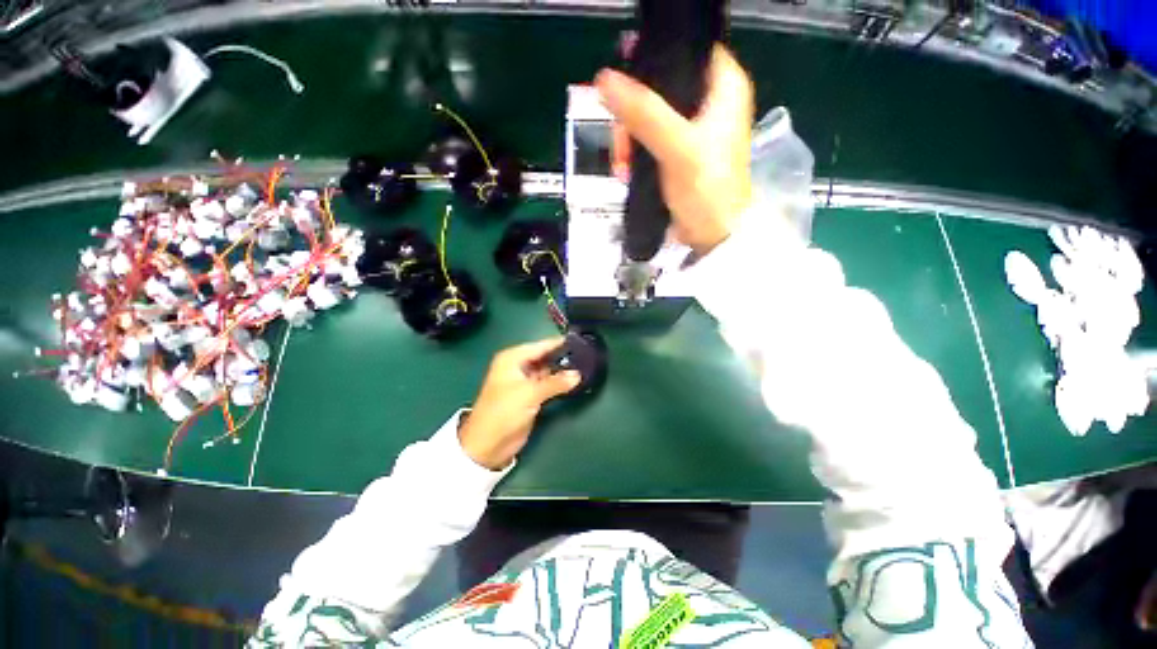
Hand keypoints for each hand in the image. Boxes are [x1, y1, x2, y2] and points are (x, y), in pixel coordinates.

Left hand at [458, 338, 581, 470]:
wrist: (488, 444)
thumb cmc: (504, 411)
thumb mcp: (530, 394)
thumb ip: (555, 383)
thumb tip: (578, 374)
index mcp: (512, 359)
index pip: (540, 345)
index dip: (558, 343)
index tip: (578, 340)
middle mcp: (517, 366)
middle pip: (544, 356)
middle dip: (561, 356)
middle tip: (586, 354)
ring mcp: (523, 381)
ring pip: (546, 370)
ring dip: (561, 370)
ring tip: (584, 365)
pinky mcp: (529, 395)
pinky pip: (547, 384)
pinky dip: (558, 383)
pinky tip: (573, 381)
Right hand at [596, 45, 754, 256]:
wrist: (711, 235)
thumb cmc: (706, 190)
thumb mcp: (676, 148)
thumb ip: (644, 113)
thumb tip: (604, 81)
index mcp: (722, 87)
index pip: (687, 50)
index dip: (655, 57)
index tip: (625, 72)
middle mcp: (708, 102)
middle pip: (658, 87)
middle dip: (632, 115)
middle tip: (621, 141)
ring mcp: (690, 129)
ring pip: (647, 115)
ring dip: (628, 140)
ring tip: (622, 165)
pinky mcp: (676, 153)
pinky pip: (646, 140)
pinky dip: (633, 154)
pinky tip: (625, 170)